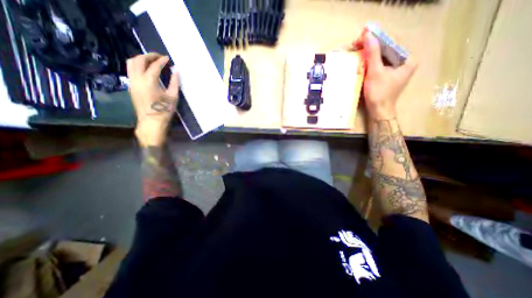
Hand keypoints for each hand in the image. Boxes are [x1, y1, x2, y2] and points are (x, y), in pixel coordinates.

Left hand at [127, 54, 179, 147]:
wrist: (151, 122)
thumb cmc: (164, 110)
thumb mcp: (173, 97)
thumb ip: (175, 83)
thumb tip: (176, 72)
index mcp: (149, 81)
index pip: (154, 65)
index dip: (162, 61)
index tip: (168, 58)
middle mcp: (137, 78)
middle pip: (139, 60)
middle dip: (149, 56)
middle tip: (159, 57)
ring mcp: (132, 82)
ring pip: (131, 63)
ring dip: (141, 59)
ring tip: (152, 61)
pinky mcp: (131, 87)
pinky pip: (131, 70)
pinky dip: (138, 66)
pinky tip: (147, 70)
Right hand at [355, 32, 416, 120]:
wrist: (379, 111)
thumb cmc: (379, 93)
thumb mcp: (375, 72)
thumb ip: (372, 53)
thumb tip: (367, 35)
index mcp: (407, 59)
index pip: (390, 43)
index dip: (375, 38)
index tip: (361, 36)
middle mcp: (404, 61)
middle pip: (386, 49)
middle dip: (371, 46)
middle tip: (356, 44)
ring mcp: (396, 69)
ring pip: (381, 56)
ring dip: (369, 53)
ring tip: (356, 50)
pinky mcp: (388, 75)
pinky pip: (379, 64)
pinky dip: (370, 61)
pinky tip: (361, 60)